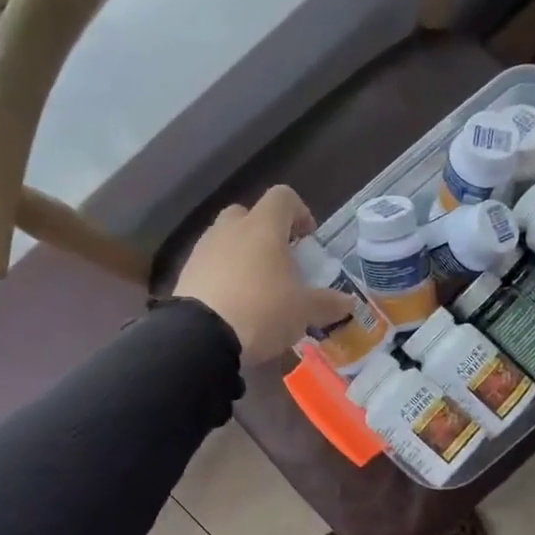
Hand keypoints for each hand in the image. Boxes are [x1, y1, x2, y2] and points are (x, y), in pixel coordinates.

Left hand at [174, 186, 353, 364]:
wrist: (201, 338)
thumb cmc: (263, 310)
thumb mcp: (304, 311)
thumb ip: (328, 303)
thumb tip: (349, 302)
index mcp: (263, 227)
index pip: (283, 197)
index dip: (300, 213)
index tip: (308, 240)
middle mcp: (231, 229)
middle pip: (249, 214)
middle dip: (266, 232)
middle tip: (280, 261)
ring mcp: (203, 249)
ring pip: (227, 238)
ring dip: (243, 254)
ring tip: (257, 287)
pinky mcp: (185, 273)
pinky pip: (210, 264)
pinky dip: (223, 275)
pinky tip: (234, 304)